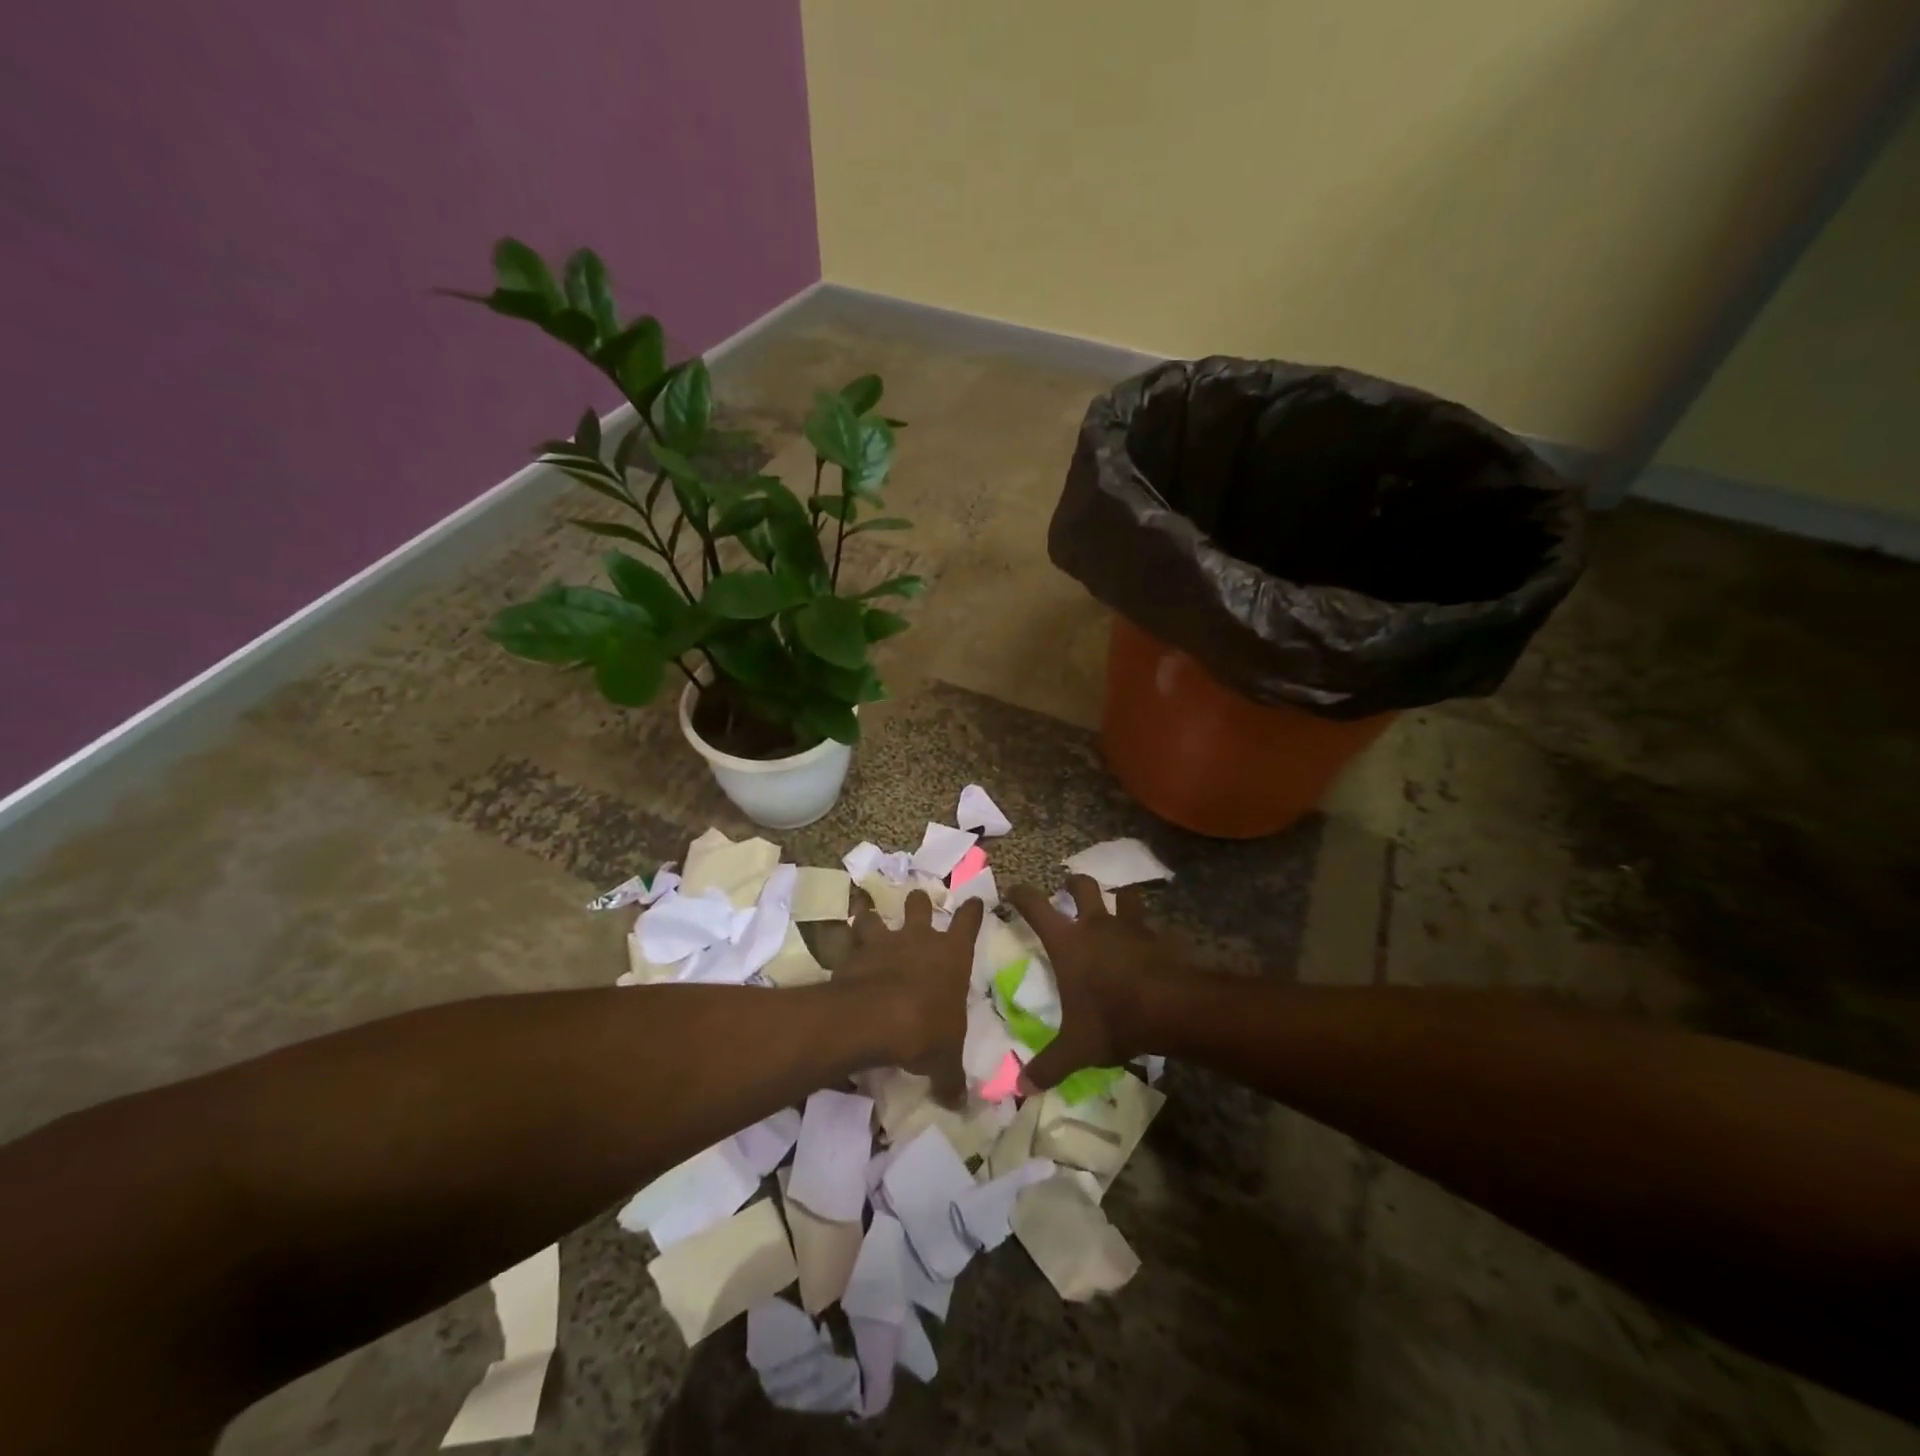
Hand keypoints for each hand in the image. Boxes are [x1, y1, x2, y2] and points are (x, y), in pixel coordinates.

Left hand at [838, 890, 984, 1105]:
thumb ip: (951, 1077)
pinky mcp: (853, 953)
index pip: (968, 922)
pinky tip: (836, 949)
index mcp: (952, 955)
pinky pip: (844, 941)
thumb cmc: (926, 1030)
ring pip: (874, 916)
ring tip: (865, 917)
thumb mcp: (945, 1060)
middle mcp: (919, 940)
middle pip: (919, 905)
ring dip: (869, 917)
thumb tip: (960, 1104)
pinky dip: (841, 944)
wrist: (877, 1019)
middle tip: (916, 901)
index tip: (973, 901)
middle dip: (918, 902)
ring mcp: (884, 942)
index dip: (972, 910)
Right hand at [1004, 876, 1164, 1089]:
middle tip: (1069, 887)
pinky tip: (1151, 940)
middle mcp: (1096, 924)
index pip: (1036, 907)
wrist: (1171, 1009)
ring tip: (1118, 903)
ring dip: (1119, 897)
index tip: (1013, 890)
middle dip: (1074, 883)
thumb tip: (1021, 1089)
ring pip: (1124, 895)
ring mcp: (1130, 926)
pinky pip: (1152, 924)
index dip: (1022, 895)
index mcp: (1068, 942)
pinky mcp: (1158, 937)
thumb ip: (1049, 1065)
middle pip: (1083, 887)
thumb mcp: (1076, 1048)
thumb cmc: (1113, 1019)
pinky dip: (1149, 928)